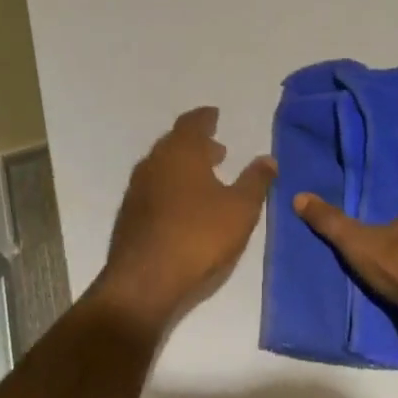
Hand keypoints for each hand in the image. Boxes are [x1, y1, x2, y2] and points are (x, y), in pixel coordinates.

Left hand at [94, 106, 276, 338]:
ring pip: (162, 166)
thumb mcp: (240, 209)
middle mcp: (154, 162)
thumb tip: (268, 159)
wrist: (144, 282)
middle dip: (196, 143)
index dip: (205, 118)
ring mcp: (137, 189)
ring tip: (204, 178)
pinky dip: (170, 186)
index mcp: (181, 152)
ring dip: (183, 166)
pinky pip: (153, 188)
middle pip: (175, 143)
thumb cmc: (198, 236)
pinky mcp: (129, 215)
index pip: (192, 123)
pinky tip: (183, 206)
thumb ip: (256, 181)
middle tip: (216, 150)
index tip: (215, 116)